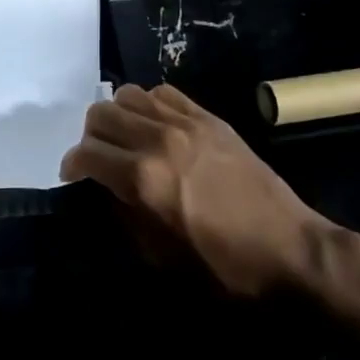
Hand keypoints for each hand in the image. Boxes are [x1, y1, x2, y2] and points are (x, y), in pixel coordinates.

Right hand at [62, 84, 330, 295]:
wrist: (289, 249)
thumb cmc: (223, 267)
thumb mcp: (161, 256)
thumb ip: (124, 215)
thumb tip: (104, 191)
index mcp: (144, 178)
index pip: (87, 152)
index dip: (71, 164)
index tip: (72, 177)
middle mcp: (159, 139)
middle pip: (101, 113)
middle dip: (90, 137)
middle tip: (98, 159)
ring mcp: (186, 123)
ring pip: (129, 95)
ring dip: (117, 115)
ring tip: (125, 139)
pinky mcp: (208, 117)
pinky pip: (164, 93)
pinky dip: (149, 105)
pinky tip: (154, 126)